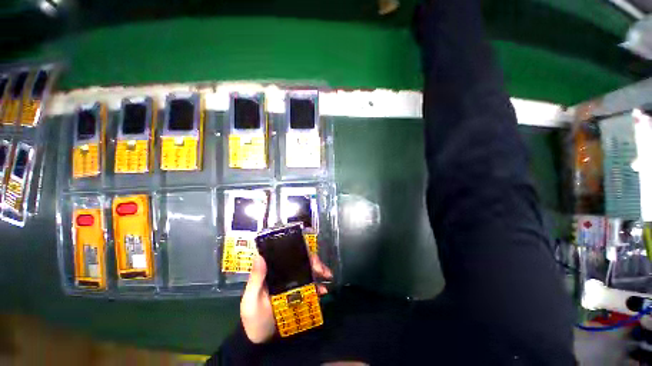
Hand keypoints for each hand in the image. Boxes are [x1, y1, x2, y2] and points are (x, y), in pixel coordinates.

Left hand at [241, 253, 332, 343]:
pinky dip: (319, 286)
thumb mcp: (251, 300)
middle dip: (314, 262)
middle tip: (323, 270)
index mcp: (273, 271)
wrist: (262, 341)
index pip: (287, 255)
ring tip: (328, 277)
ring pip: (308, 272)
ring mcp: (293, 284)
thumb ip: (255, 280)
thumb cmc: (253, 318)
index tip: (309, 256)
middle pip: (301, 261)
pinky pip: (311, 286)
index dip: (300, 252)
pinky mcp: (299, 295)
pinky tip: (323, 291)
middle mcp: (284, 274)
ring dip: (319, 272)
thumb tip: (259, 255)